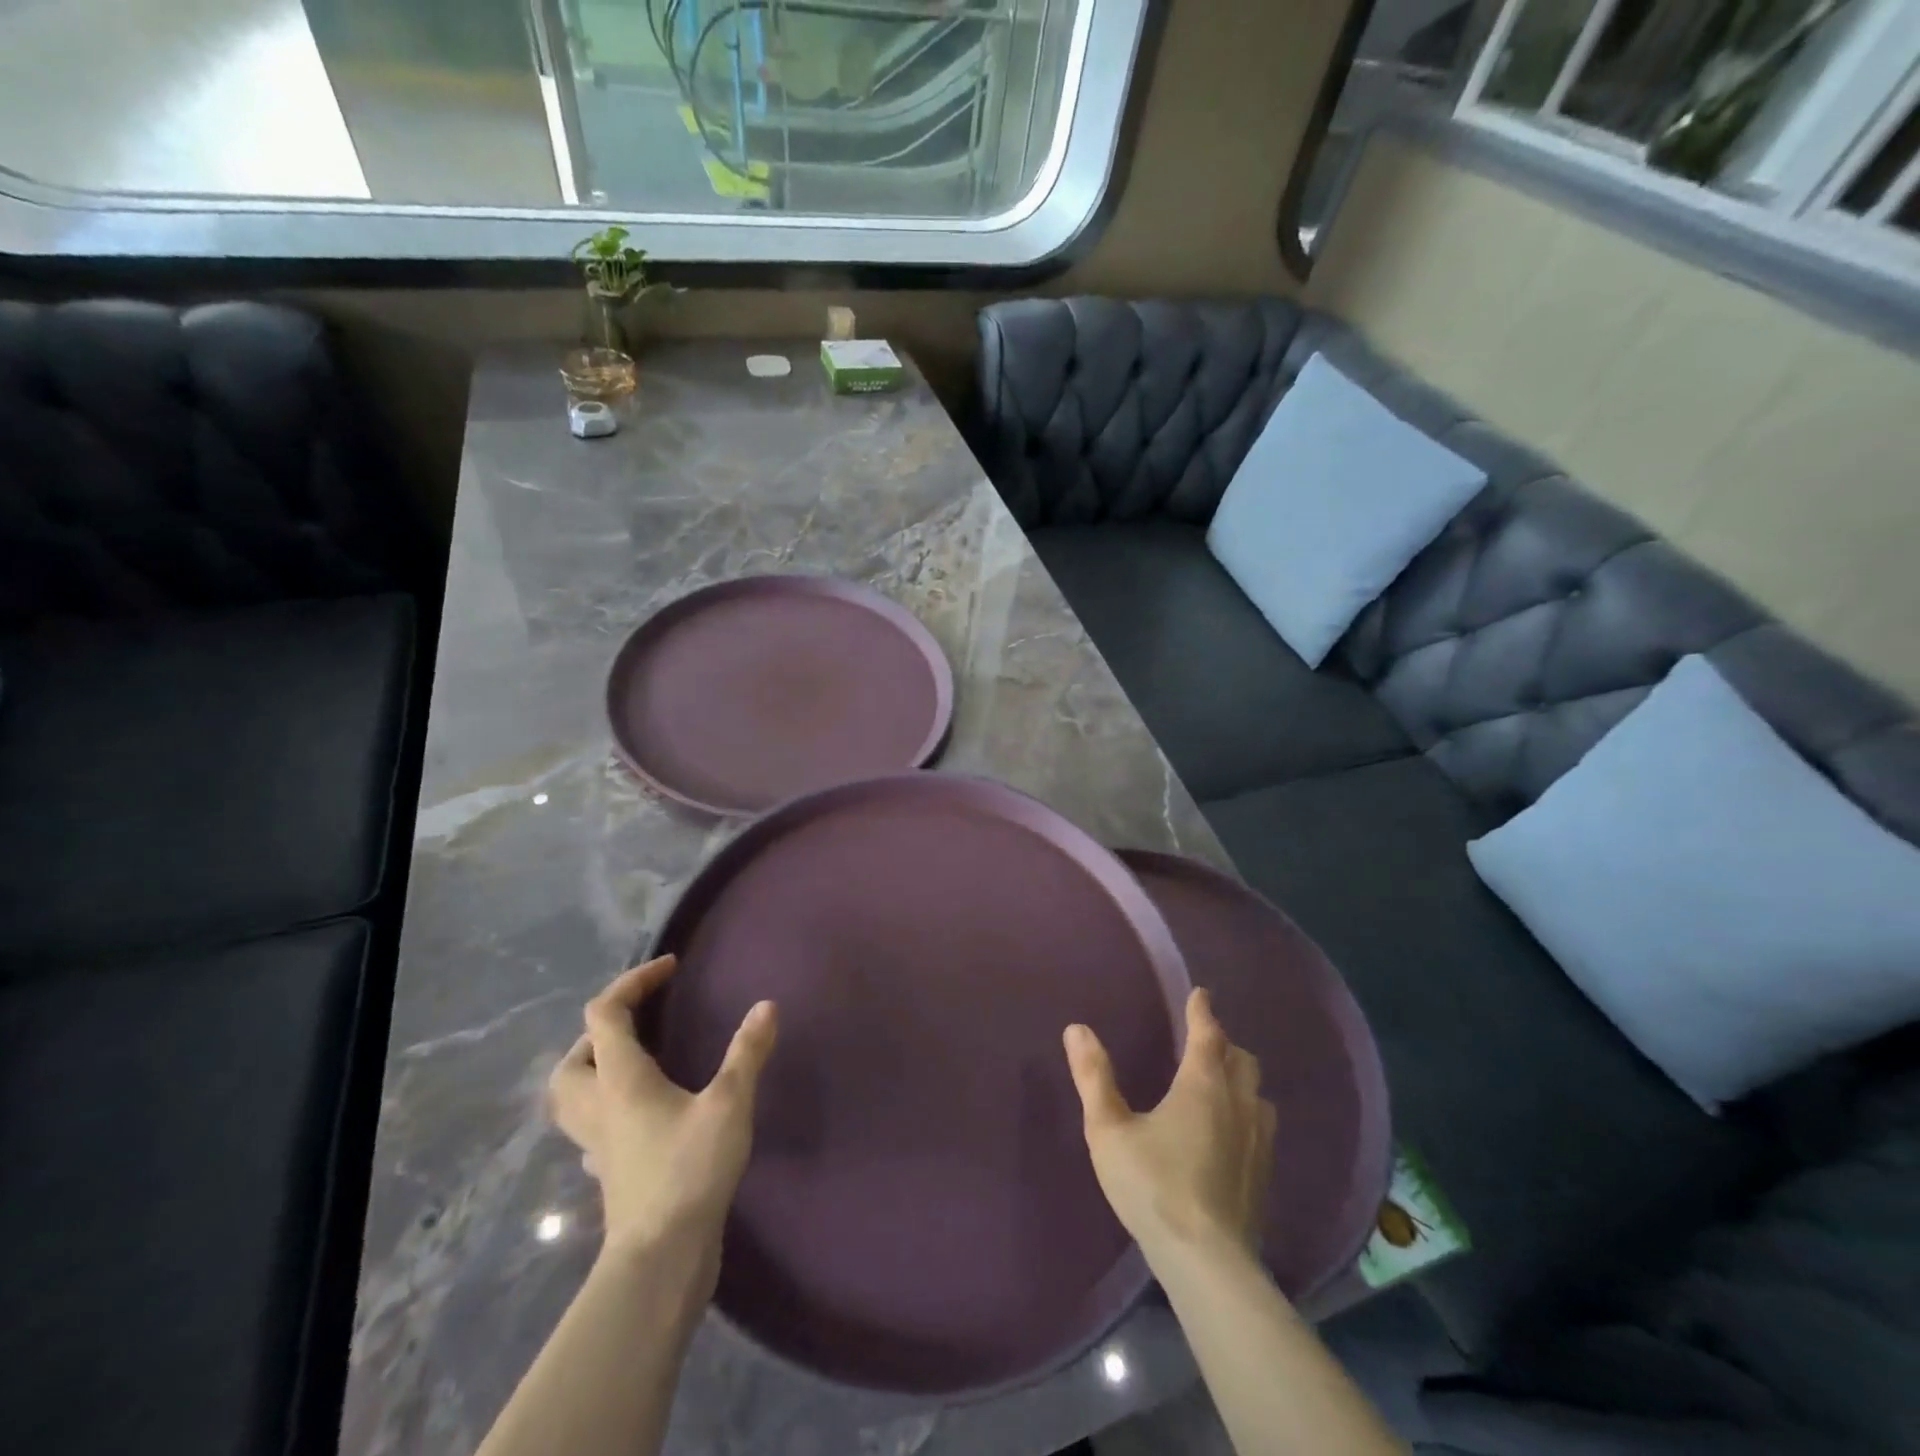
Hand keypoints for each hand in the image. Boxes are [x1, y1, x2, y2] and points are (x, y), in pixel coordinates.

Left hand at [549, 956, 777, 1272]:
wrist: (661, 1259)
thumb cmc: (688, 1171)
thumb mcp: (728, 1104)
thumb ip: (747, 1053)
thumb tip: (766, 1006)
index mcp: (620, 1080)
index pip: (605, 1014)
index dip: (633, 982)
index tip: (671, 968)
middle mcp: (599, 1106)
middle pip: (573, 1058)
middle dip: (602, 1029)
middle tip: (643, 1020)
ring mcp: (598, 1144)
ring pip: (573, 1096)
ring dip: (595, 1068)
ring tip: (638, 1060)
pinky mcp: (609, 1171)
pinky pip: (592, 1127)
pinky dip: (607, 1107)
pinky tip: (638, 1114)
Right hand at [1064, 988, 1275, 1262]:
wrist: (1207, 1262)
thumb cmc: (1153, 1185)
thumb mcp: (1109, 1129)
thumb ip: (1093, 1077)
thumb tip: (1077, 1029)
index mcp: (1202, 1084)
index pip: (1208, 1033)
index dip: (1202, 1010)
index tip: (1200, 993)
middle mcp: (1238, 1102)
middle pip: (1241, 1058)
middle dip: (1223, 1042)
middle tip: (1203, 1040)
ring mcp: (1259, 1139)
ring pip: (1257, 1091)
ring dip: (1240, 1077)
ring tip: (1220, 1081)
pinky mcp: (1265, 1173)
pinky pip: (1263, 1123)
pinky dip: (1249, 1110)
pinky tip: (1233, 1130)